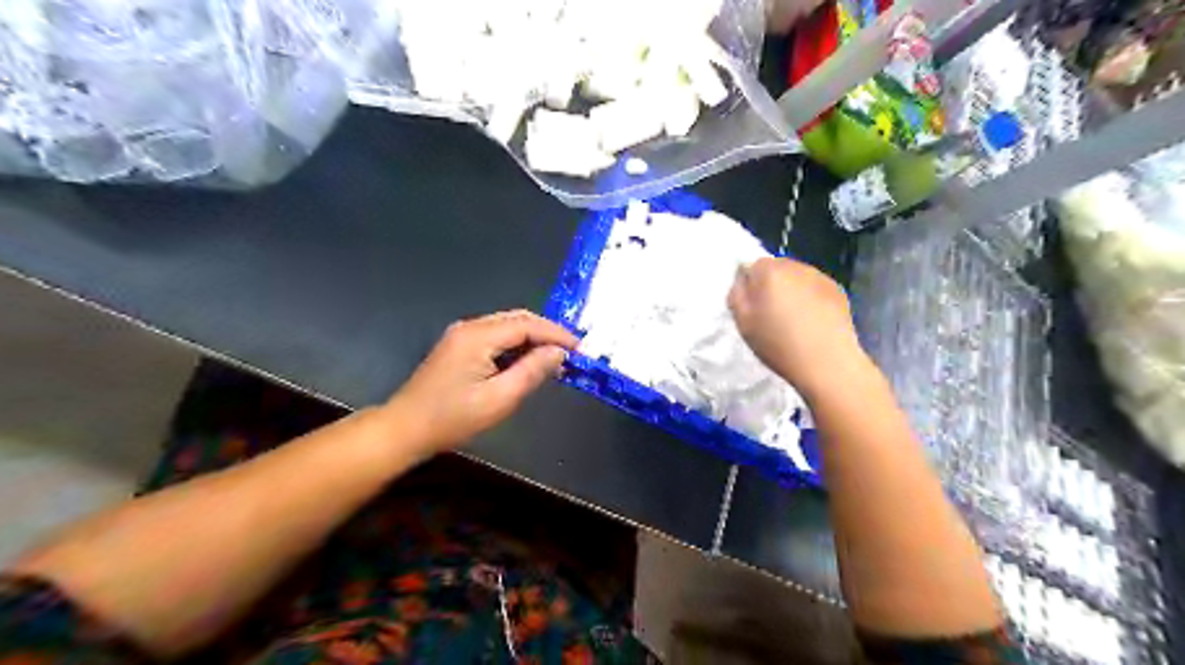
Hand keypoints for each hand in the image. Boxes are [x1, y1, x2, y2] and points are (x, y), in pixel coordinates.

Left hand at [385, 309, 578, 451]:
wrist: (404, 429)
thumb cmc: (452, 418)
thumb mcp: (499, 399)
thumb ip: (531, 372)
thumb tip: (559, 353)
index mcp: (478, 336)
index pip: (527, 324)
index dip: (556, 334)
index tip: (580, 348)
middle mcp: (470, 327)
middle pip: (517, 320)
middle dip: (547, 333)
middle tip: (571, 352)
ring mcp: (462, 335)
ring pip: (507, 327)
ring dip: (533, 339)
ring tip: (555, 358)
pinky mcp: (458, 346)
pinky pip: (496, 337)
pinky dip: (517, 345)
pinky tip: (528, 362)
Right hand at [728, 257, 868, 397]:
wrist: (827, 362)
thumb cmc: (778, 344)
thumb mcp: (743, 323)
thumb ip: (737, 294)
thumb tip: (742, 279)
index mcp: (769, 271)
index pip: (751, 266)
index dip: (749, 286)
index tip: (752, 307)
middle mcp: (795, 266)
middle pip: (775, 268)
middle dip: (771, 285)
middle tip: (770, 314)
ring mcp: (819, 276)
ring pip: (796, 277)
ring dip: (791, 291)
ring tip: (793, 319)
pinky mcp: (837, 289)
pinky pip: (814, 287)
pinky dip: (809, 298)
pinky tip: (811, 320)